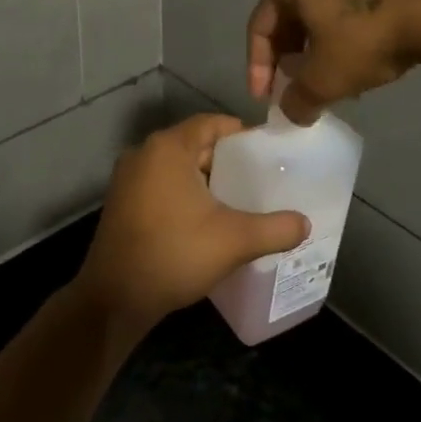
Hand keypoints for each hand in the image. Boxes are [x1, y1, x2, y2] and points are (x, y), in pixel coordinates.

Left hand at [75, 115, 309, 331]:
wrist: (115, 298)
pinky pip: (161, 184)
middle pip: (194, 143)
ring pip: (176, 166)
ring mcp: (127, 178)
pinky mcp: (121, 202)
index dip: (241, 134)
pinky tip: (205, 219)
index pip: (212, 123)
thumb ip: (276, 228)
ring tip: (238, 200)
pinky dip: (184, 193)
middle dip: (226, 160)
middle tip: (259, 179)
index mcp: (168, 148)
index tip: (267, 152)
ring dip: (205, 179)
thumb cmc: (174, 254)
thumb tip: (305, 223)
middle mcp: (144, 153)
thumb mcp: (234, 240)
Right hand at [248, 0, 420, 122]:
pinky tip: (358, 65)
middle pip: (289, 20)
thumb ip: (298, 100)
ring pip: (320, 17)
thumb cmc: (364, 37)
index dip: (257, 68)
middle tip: (295, 90)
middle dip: (289, 60)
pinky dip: (343, 40)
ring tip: (327, 84)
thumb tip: (293, 112)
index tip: (265, 100)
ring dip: (317, 53)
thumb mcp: (324, 79)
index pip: (259, 27)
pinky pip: (348, 12)